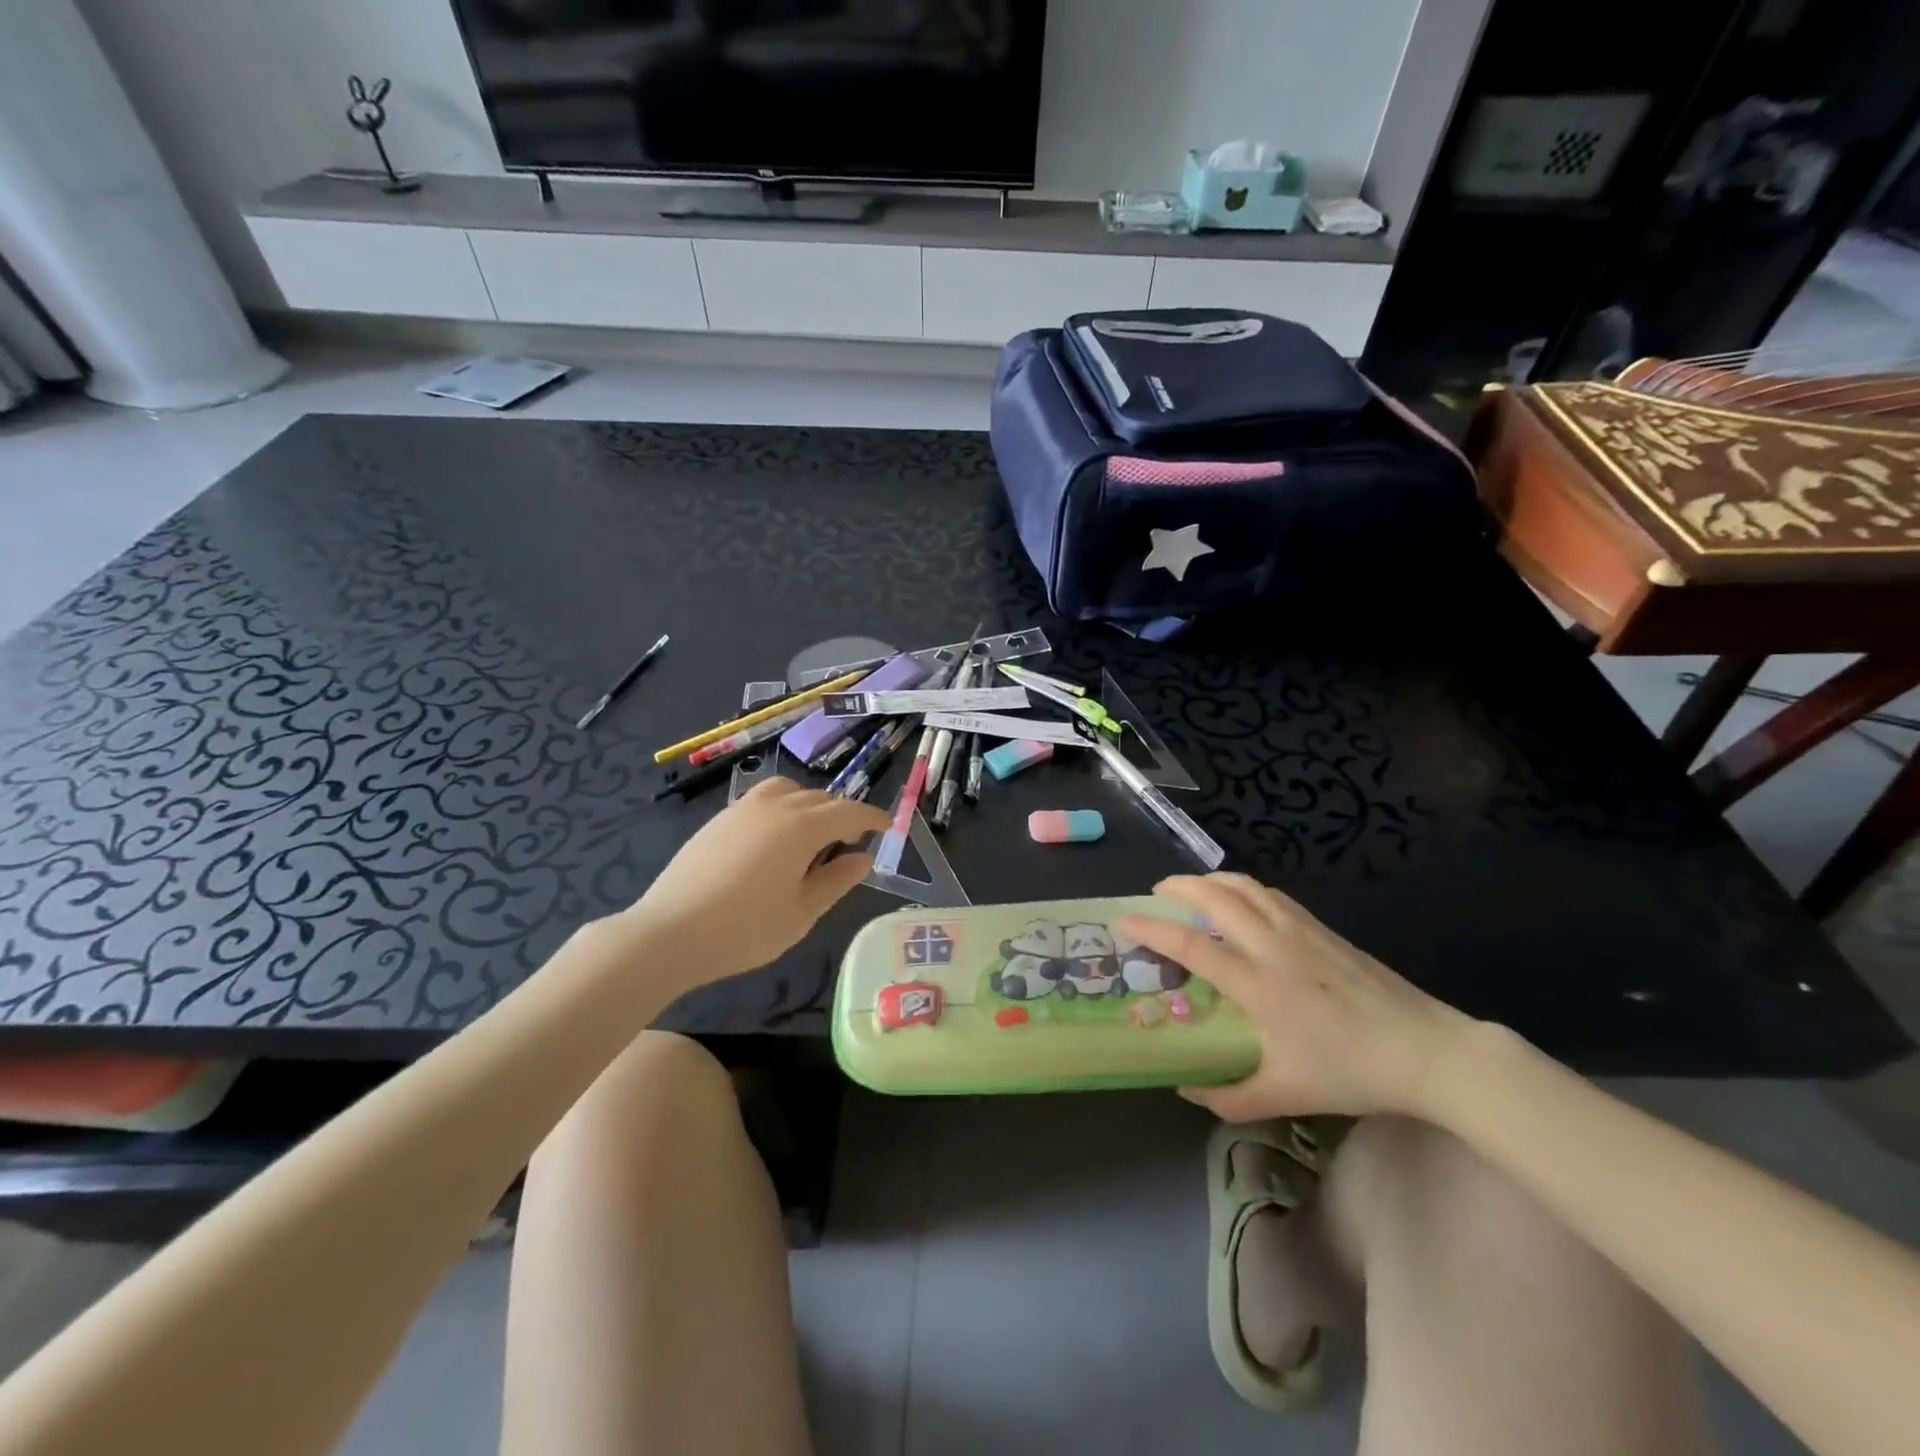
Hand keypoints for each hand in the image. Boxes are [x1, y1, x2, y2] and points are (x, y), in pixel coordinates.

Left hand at [625, 778, 888, 986]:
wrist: (669, 933)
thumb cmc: (745, 929)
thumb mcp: (802, 913)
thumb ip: (837, 881)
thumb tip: (863, 858)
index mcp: (802, 826)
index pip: (848, 811)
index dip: (872, 816)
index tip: (887, 826)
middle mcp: (775, 806)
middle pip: (819, 798)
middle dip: (841, 814)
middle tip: (851, 841)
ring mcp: (742, 809)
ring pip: (788, 791)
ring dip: (809, 805)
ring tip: (812, 834)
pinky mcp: (718, 820)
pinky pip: (762, 801)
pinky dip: (781, 809)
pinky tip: (774, 841)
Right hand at [1116, 873, 1476, 1120]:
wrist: (1428, 1051)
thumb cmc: (1352, 1072)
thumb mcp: (1287, 1095)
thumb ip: (1231, 1097)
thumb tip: (1188, 1089)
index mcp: (1259, 985)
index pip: (1192, 945)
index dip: (1152, 928)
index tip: (1123, 920)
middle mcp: (1273, 946)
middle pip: (1217, 897)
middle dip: (1179, 886)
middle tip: (1156, 892)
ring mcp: (1301, 931)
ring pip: (1246, 887)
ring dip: (1211, 880)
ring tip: (1193, 888)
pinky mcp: (1323, 929)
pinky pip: (1272, 895)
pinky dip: (1244, 888)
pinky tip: (1242, 902)